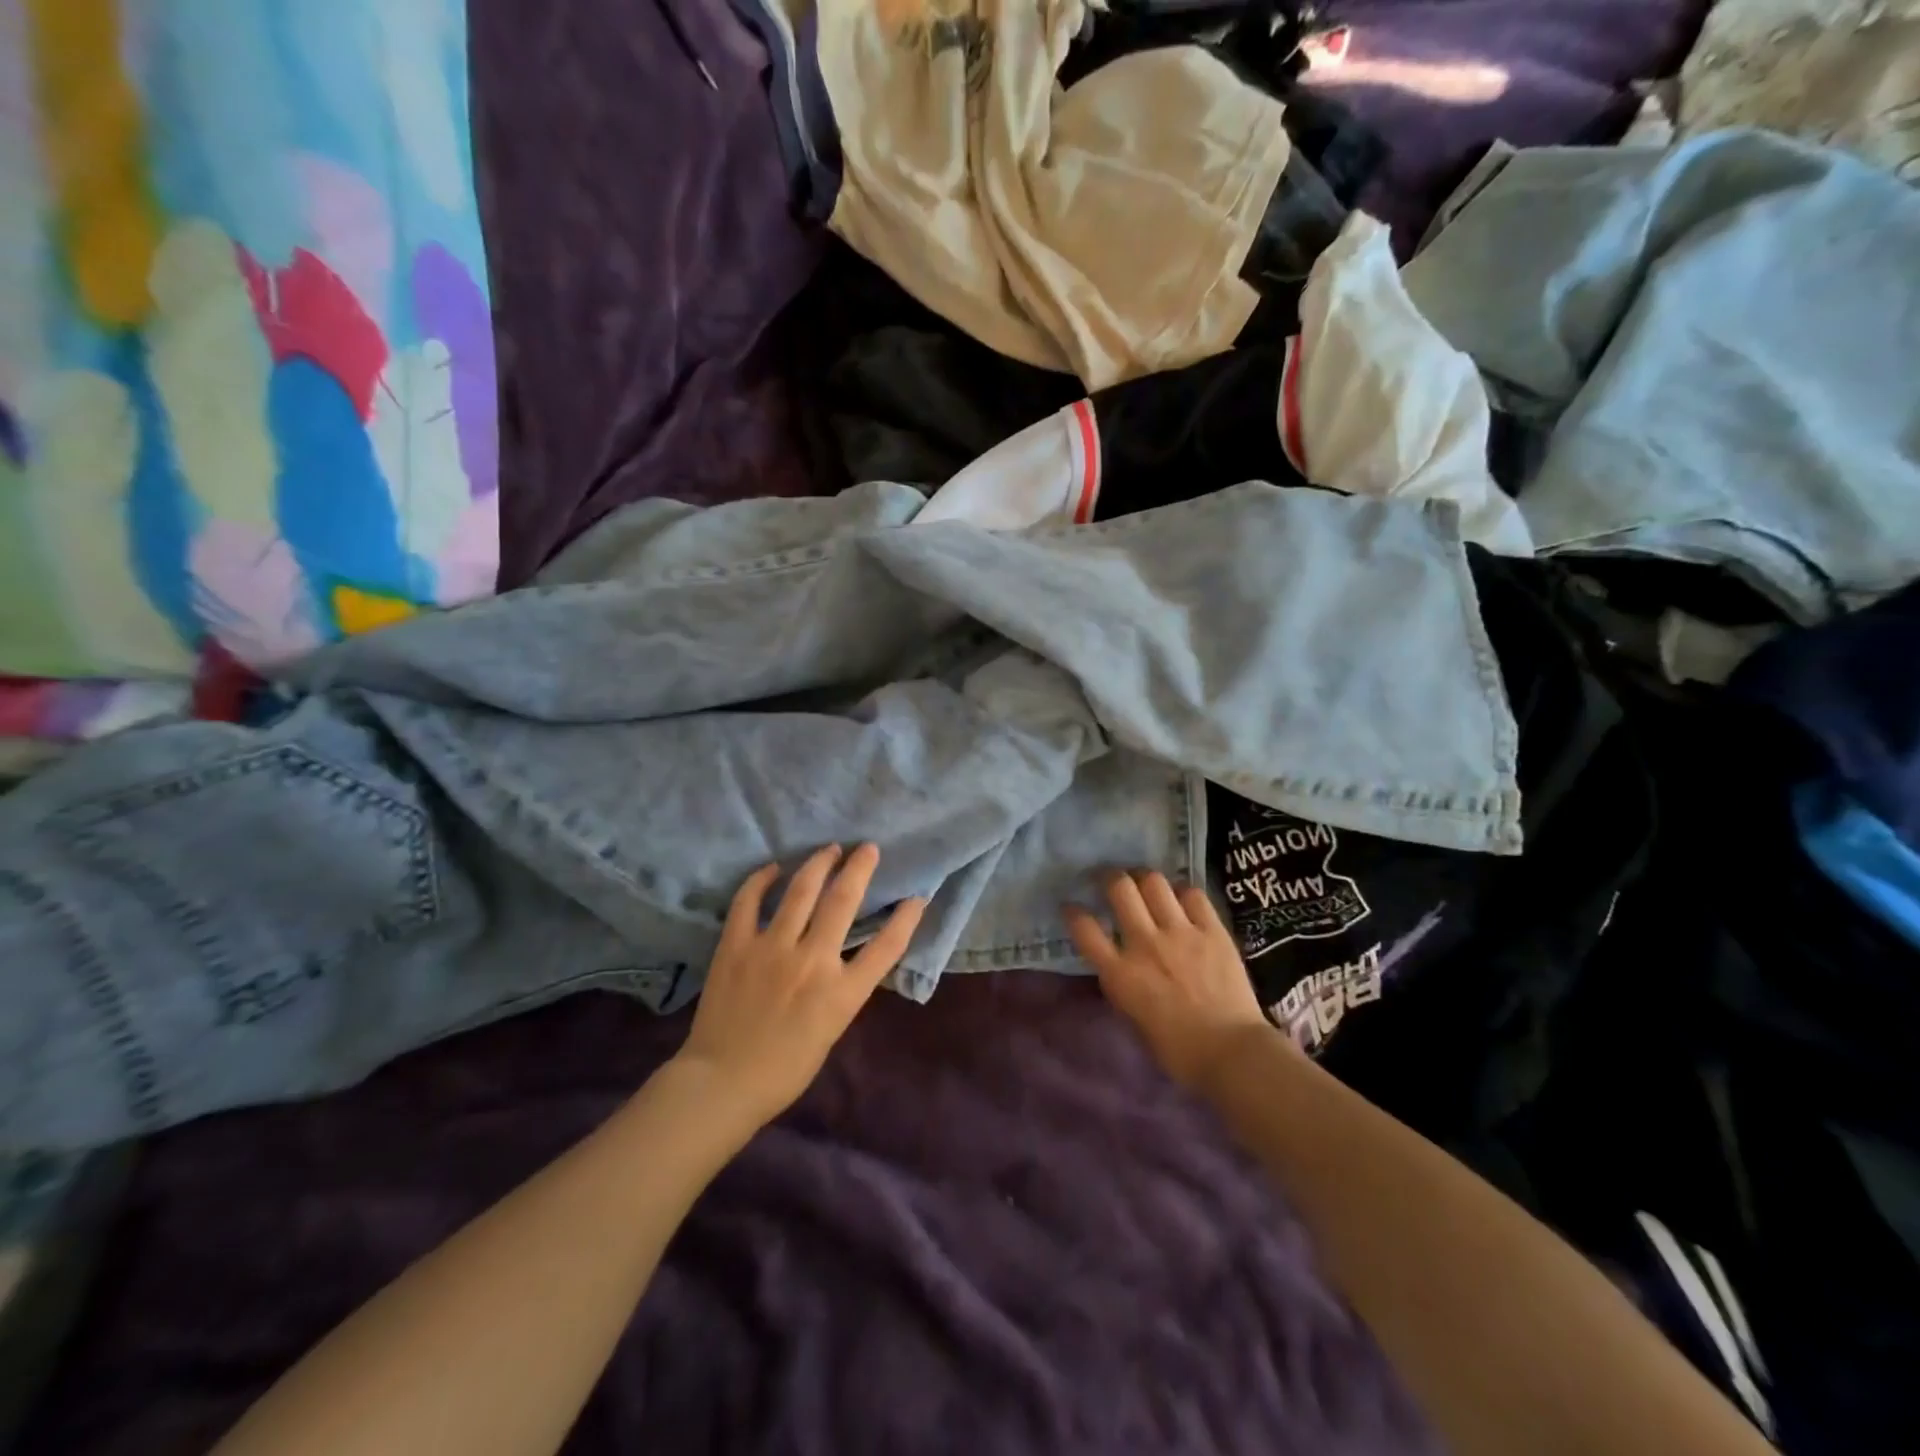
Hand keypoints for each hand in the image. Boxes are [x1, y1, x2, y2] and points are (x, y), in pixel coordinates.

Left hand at [679, 844, 926, 1124]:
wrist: (722, 1083)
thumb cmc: (784, 1069)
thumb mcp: (831, 1030)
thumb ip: (842, 988)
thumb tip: (846, 954)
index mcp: (842, 993)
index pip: (887, 946)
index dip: (906, 918)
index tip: (916, 896)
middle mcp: (812, 962)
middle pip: (844, 901)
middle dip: (859, 867)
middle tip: (867, 848)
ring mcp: (772, 949)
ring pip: (801, 890)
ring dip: (818, 863)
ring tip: (829, 849)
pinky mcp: (737, 946)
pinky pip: (749, 901)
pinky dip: (762, 879)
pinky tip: (773, 868)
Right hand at [1064, 870, 1274, 1089]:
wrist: (1233, 1054)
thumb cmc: (1178, 1051)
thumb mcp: (1134, 1018)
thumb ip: (1122, 985)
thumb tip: (1118, 964)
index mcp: (1120, 974)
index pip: (1084, 928)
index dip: (1073, 912)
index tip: (1073, 907)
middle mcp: (1145, 944)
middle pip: (1119, 888)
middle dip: (1110, 878)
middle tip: (1111, 881)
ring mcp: (1180, 932)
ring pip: (1154, 882)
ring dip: (1144, 879)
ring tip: (1145, 884)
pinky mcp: (1212, 930)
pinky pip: (1193, 894)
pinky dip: (1182, 893)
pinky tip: (1182, 901)